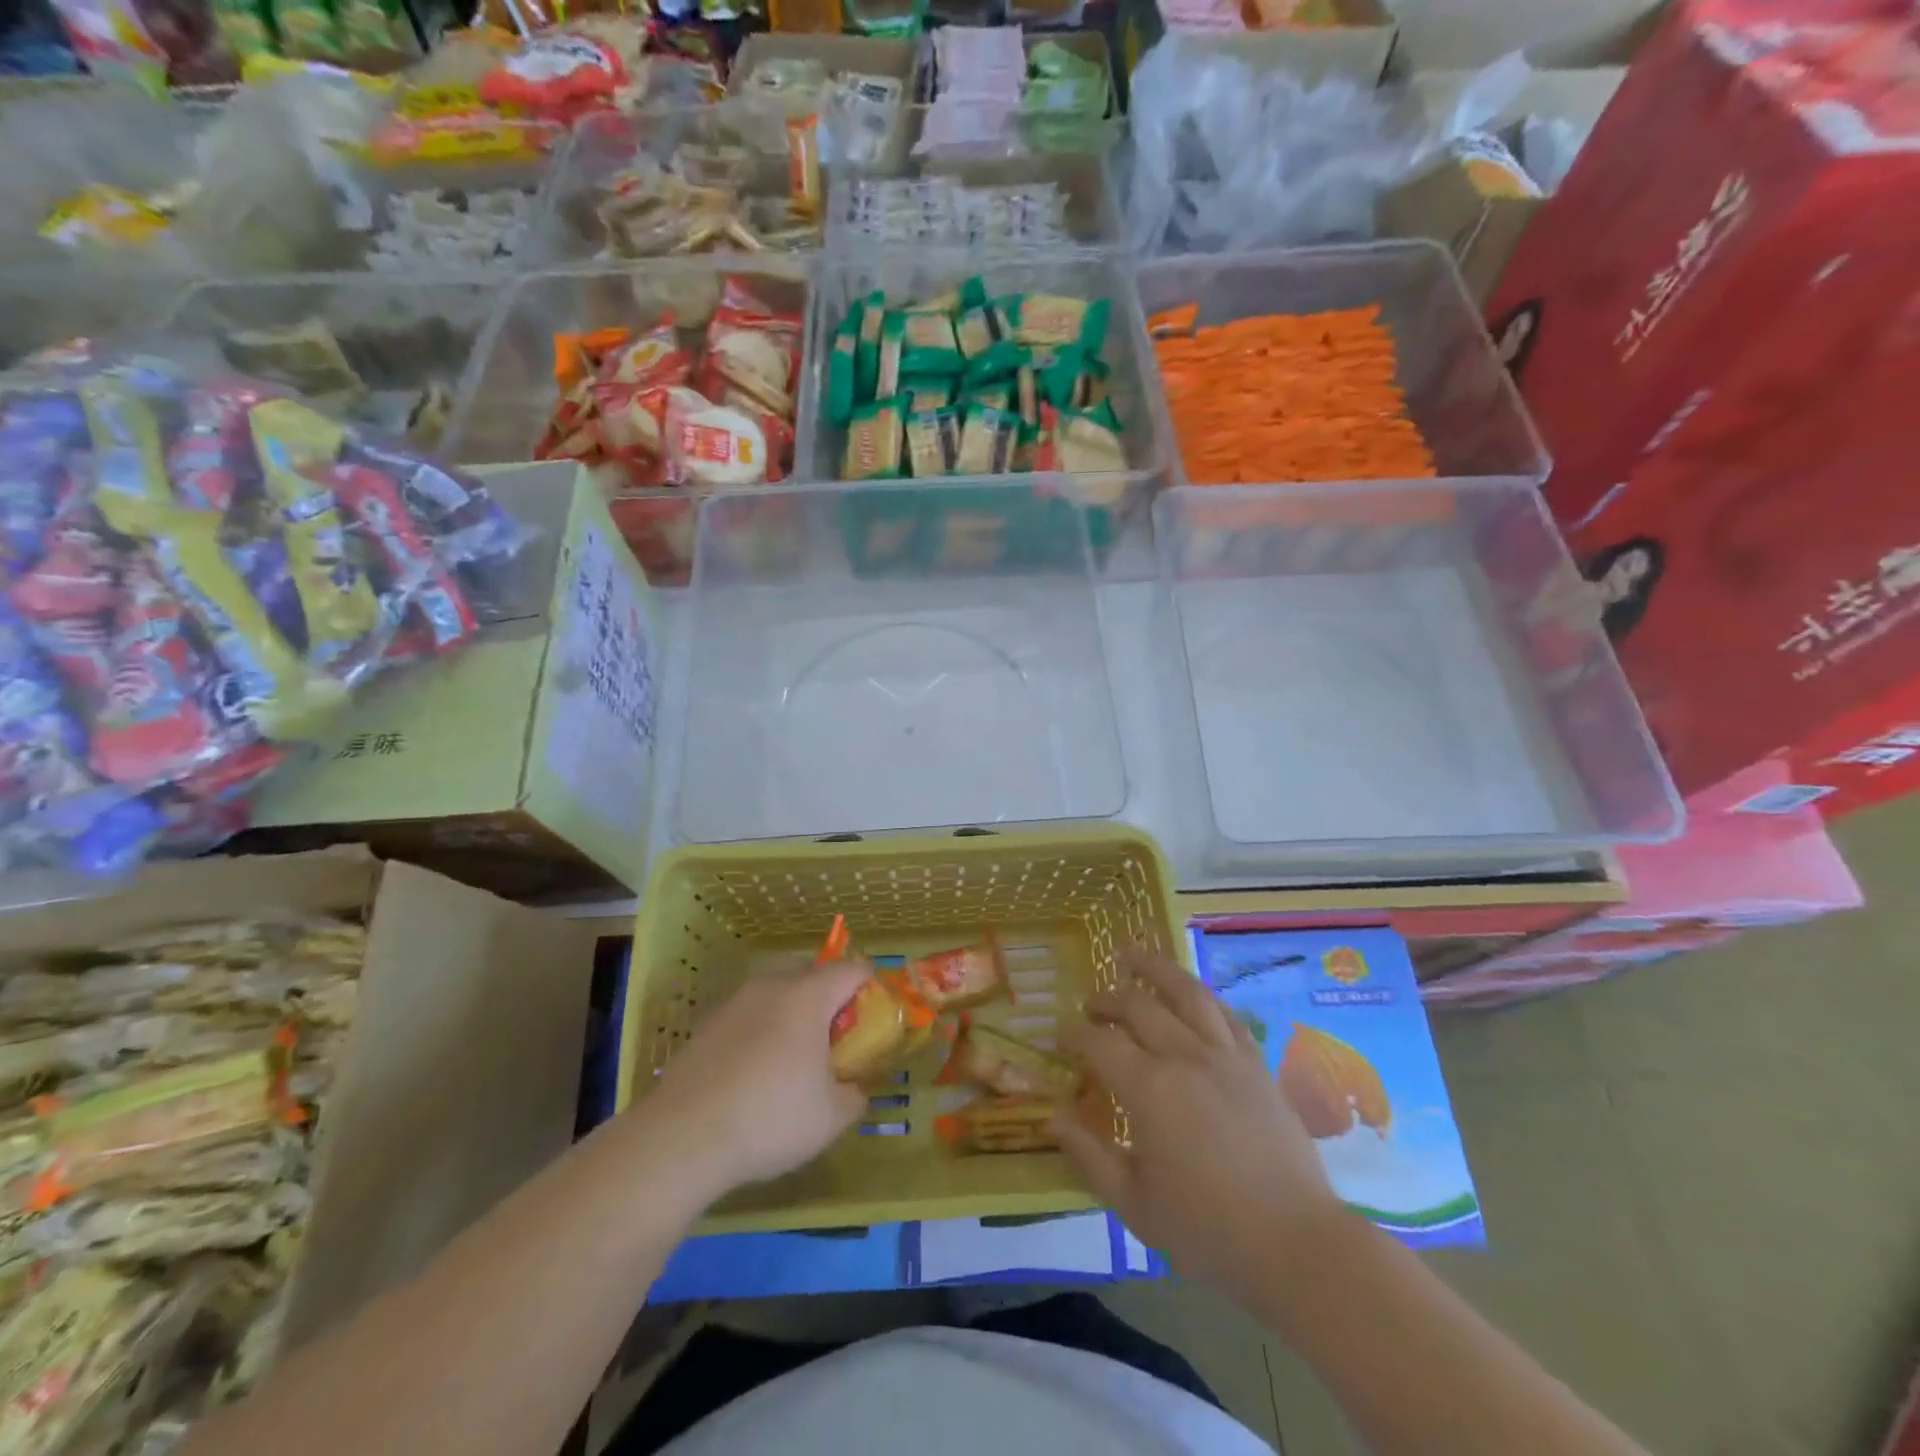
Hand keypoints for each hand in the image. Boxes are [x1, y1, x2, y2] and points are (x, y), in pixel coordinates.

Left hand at [630, 958, 871, 1202]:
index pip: (852, 969)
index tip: (874, 1019)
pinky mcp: (706, 1025)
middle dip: (827, 996)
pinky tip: (754, 1074)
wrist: (681, 1137)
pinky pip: (747, 1015)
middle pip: (810, 971)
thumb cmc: (769, 1118)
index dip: (870, 987)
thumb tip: (854, 1087)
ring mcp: (734, 1002)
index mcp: (808, 996)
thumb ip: (855, 1094)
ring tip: (791, 1058)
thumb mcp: (831, 1117)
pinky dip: (759, 1030)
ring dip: (790, 1012)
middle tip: (832, 1038)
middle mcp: (771, 986)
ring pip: (774, 991)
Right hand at [1057, 947, 1347, 1295]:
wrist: (1296, 1244)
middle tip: (1090, 1004)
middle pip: (1138, 1007)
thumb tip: (1053, 1114)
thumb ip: (1088, 1154)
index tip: (1060, 1039)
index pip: (1100, 1043)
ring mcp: (1225, 1055)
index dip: (1075, 1036)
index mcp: (1149, 1089)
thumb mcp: (1133, 1203)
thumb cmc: (1207, 1229)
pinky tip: (1190, 992)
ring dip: (1155, 969)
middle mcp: (1185, 1057)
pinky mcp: (1256, 1064)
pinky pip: (1224, 1013)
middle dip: (1107, 1000)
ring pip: (1186, 992)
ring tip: (1133, 954)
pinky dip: (1200, 995)